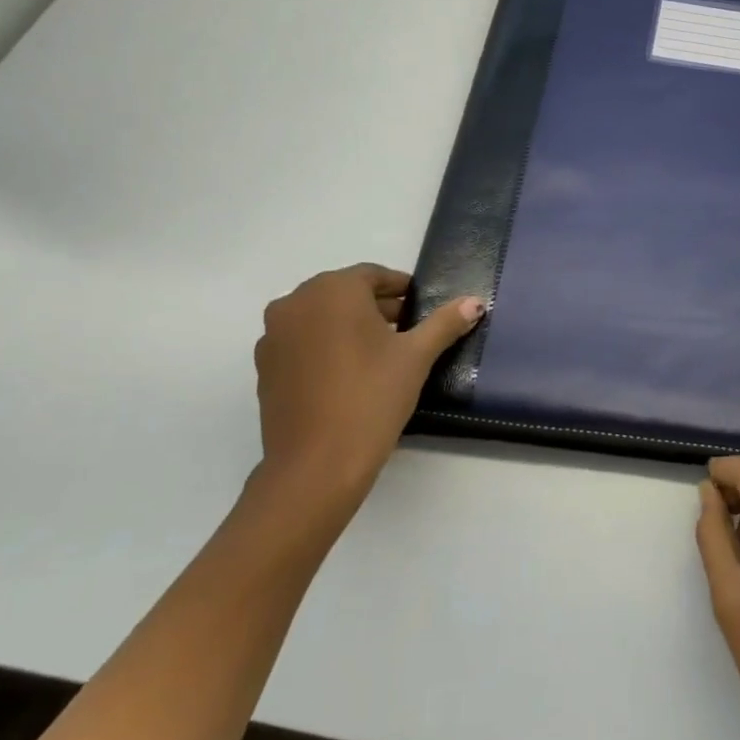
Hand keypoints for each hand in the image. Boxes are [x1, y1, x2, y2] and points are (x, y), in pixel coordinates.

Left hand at [249, 265, 482, 532]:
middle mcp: (296, 303)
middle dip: (376, 307)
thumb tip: (475, 302)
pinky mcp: (264, 367)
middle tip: (407, 330)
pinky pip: (301, 343)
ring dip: (349, 326)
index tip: (421, 306)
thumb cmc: (372, 397)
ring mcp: (274, 336)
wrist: (316, 464)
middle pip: (343, 294)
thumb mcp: (417, 357)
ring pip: (320, 318)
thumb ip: (445, 323)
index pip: (373, 275)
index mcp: (333, 291)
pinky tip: (348, 375)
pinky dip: (325, 347)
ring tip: (380, 354)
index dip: (400, 288)